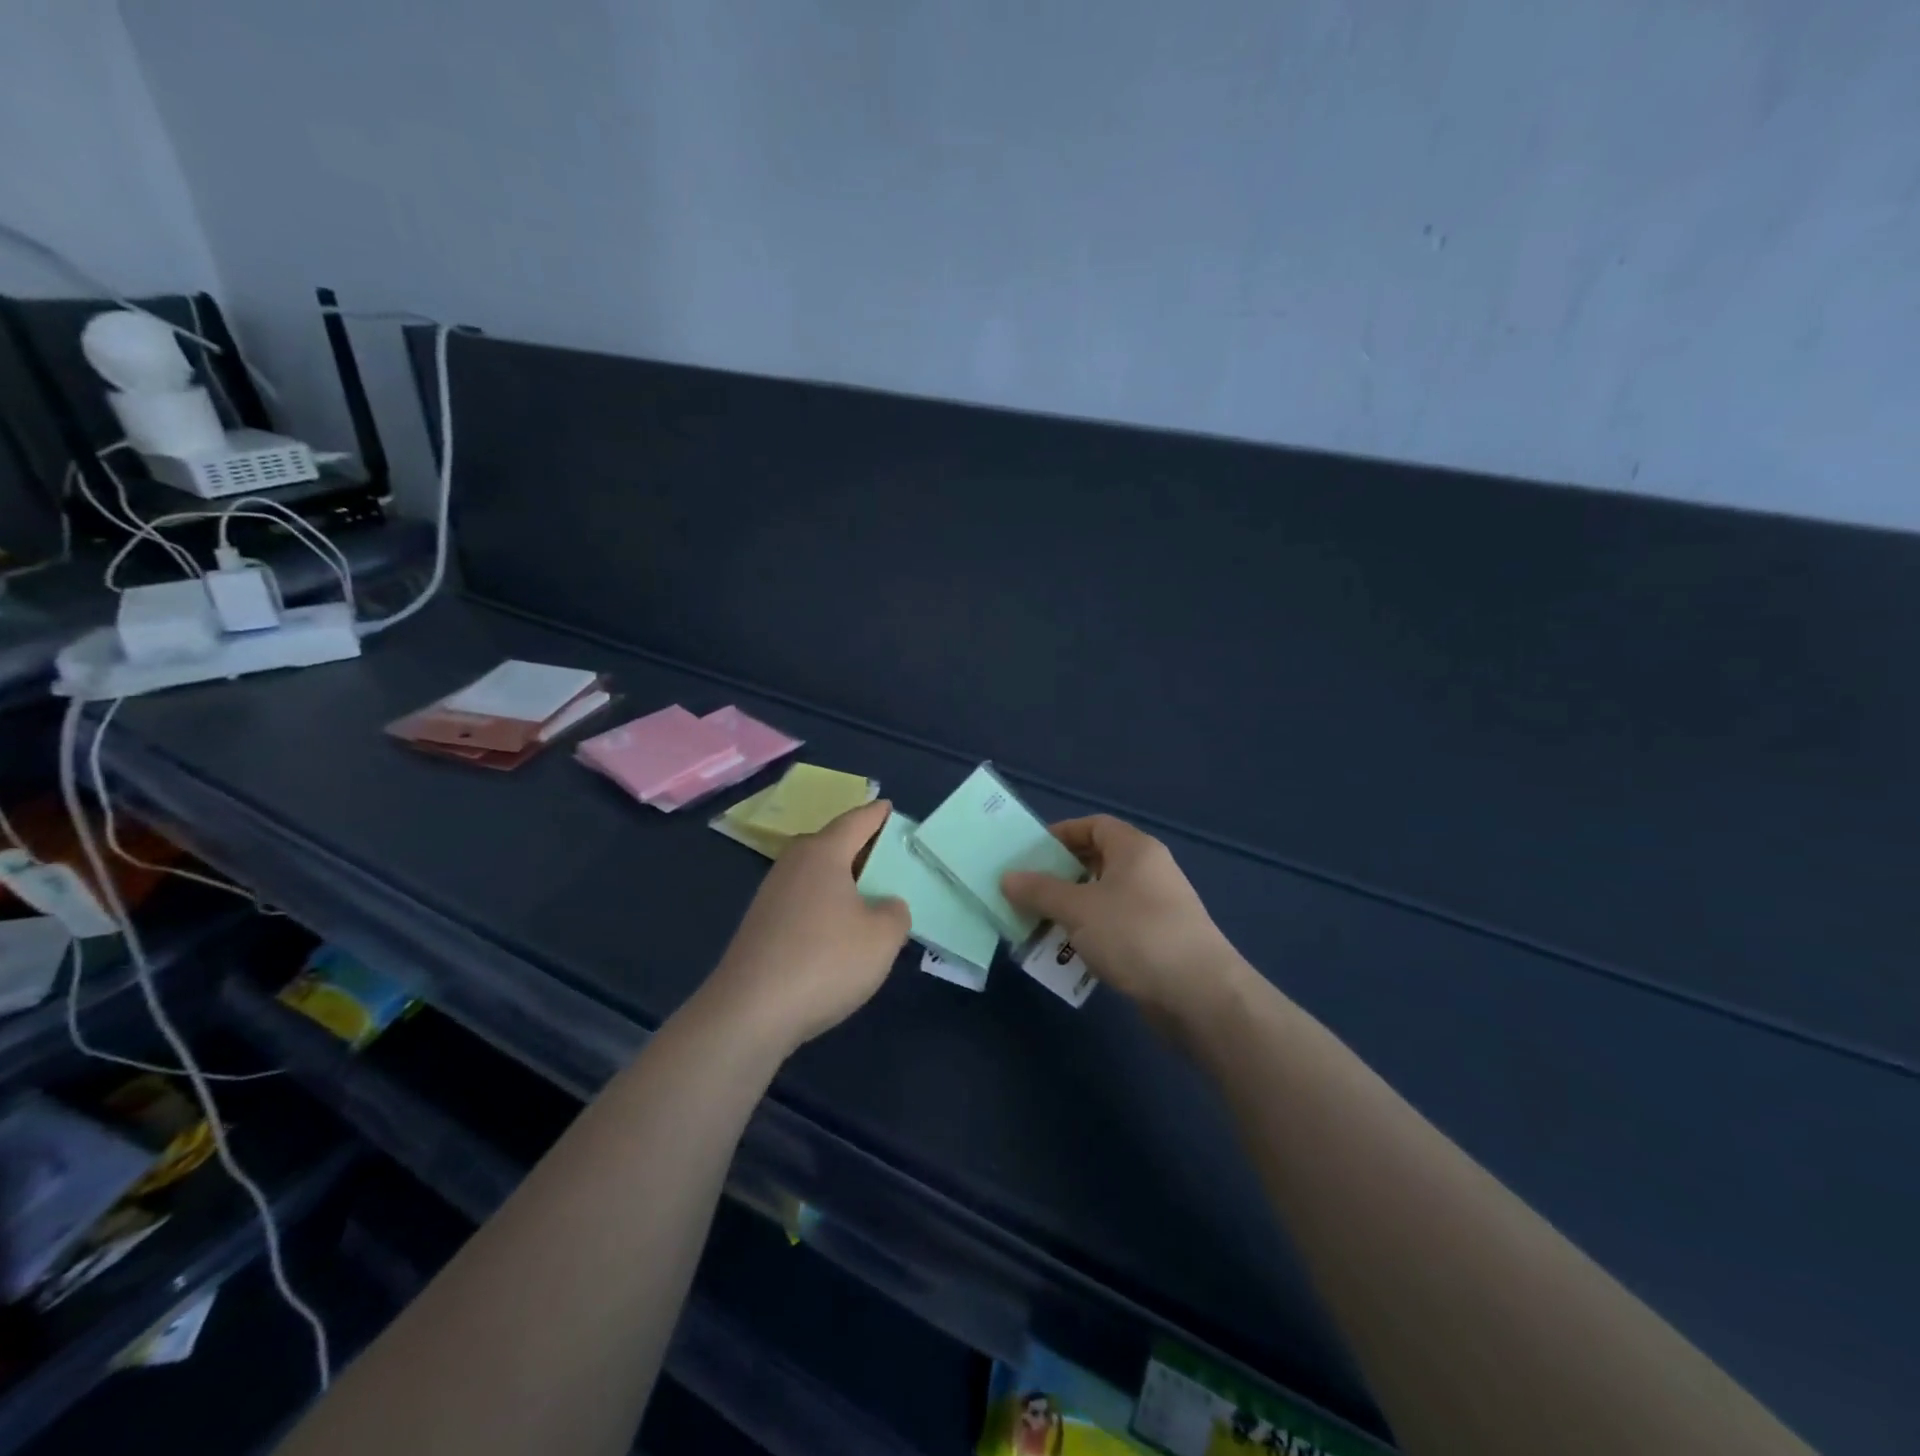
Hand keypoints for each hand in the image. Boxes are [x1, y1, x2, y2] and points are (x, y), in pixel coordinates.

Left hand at [700, 798, 910, 1053]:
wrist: (750, 1012)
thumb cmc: (825, 961)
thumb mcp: (882, 937)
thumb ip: (895, 912)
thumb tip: (884, 905)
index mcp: (823, 853)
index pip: (856, 821)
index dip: (876, 814)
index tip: (889, 807)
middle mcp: (793, 865)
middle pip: (832, 845)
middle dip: (860, 848)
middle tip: (889, 857)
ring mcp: (771, 895)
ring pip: (816, 876)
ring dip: (842, 881)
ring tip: (870, 897)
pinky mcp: (761, 926)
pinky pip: (804, 902)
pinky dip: (825, 907)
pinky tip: (838, 933)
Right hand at [1002, 815, 1246, 1026]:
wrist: (1199, 994)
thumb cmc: (1135, 934)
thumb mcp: (1079, 909)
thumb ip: (1040, 891)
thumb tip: (1007, 877)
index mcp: (1134, 849)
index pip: (1094, 825)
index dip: (1061, 834)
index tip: (1030, 853)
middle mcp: (1148, 871)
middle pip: (1096, 862)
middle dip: (1059, 877)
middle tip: (1026, 892)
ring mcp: (1156, 908)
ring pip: (1103, 899)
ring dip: (1070, 911)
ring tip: (1038, 926)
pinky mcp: (1158, 942)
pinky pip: (1114, 928)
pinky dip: (1090, 935)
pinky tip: (1068, 955)